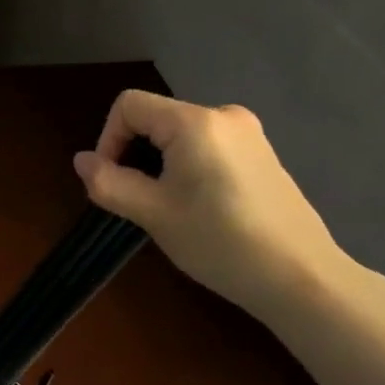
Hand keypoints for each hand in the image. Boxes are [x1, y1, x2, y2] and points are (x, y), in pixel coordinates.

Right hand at [73, 90, 347, 319]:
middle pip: (155, 118)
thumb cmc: (221, 242)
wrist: (303, 279)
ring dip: (160, 163)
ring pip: (180, 135)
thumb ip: (109, 182)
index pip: (129, 106)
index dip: (108, 138)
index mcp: (195, 122)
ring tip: (167, 207)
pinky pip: (207, 147)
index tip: (111, 180)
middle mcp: (223, 115)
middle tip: (137, 200)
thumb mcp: (153, 214)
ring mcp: (248, 134)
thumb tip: (82, 161)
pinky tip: (199, 208)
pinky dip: (188, 168)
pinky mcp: (262, 155)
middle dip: (134, 154)